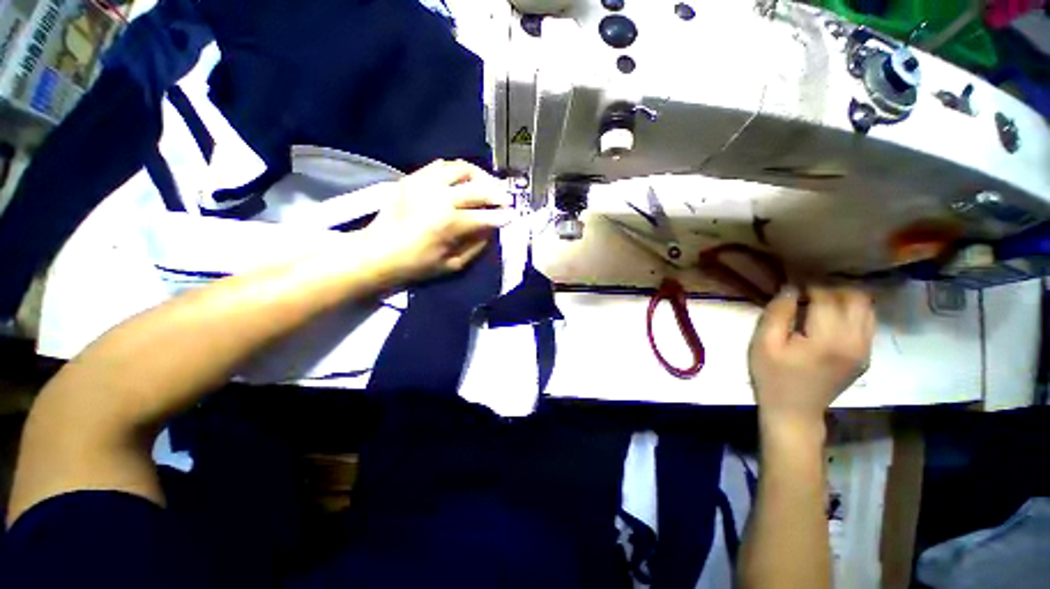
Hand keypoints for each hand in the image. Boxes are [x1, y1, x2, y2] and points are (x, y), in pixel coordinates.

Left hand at [365, 160, 514, 284]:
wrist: (377, 253)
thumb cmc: (417, 265)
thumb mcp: (453, 265)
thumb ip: (476, 246)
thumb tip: (491, 230)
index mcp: (450, 223)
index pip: (486, 216)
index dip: (502, 216)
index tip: (512, 216)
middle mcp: (440, 198)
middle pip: (478, 189)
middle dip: (497, 194)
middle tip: (506, 199)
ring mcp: (425, 184)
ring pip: (461, 169)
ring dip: (479, 176)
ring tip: (486, 184)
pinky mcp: (413, 178)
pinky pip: (440, 166)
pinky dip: (456, 171)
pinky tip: (462, 180)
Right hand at [748, 286, 874, 433]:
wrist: (794, 411)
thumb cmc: (772, 376)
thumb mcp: (763, 344)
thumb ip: (778, 313)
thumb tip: (790, 288)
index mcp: (828, 340)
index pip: (828, 298)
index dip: (809, 286)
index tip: (792, 285)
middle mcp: (855, 342)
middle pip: (856, 298)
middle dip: (831, 288)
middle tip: (807, 292)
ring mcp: (865, 350)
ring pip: (867, 308)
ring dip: (844, 298)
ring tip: (820, 301)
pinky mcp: (866, 356)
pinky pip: (866, 322)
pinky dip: (851, 311)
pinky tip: (830, 317)